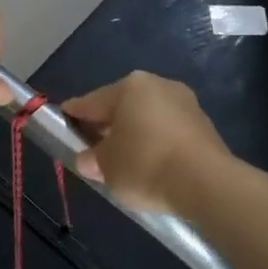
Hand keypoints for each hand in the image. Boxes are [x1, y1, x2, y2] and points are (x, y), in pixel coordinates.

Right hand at [62, 71, 230, 213]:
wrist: (206, 183)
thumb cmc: (145, 165)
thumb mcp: (106, 167)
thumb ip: (92, 159)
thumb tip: (88, 159)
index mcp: (130, 86)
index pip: (91, 101)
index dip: (73, 114)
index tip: (61, 121)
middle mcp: (158, 85)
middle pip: (121, 106)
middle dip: (106, 125)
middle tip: (91, 148)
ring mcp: (185, 103)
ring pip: (147, 117)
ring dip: (133, 134)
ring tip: (122, 161)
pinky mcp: (204, 125)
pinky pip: (167, 131)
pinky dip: (155, 143)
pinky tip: (150, 164)